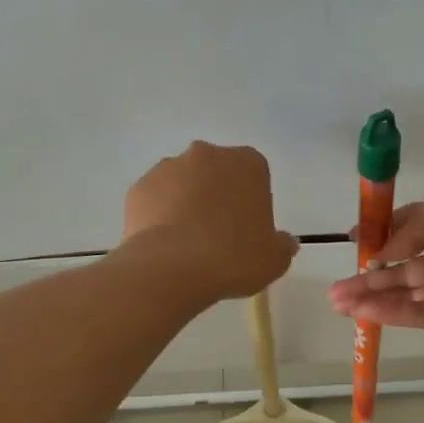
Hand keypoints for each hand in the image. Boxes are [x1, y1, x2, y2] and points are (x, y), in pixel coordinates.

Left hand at [122, 142, 299, 299]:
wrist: (173, 268)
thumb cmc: (234, 257)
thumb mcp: (274, 259)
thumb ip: (282, 245)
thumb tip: (284, 242)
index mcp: (247, 163)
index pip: (254, 173)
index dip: (251, 201)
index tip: (248, 228)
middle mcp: (207, 155)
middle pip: (216, 172)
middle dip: (217, 195)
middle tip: (218, 234)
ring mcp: (168, 167)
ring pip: (182, 183)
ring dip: (186, 202)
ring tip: (187, 243)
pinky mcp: (139, 187)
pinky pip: (155, 199)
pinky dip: (159, 215)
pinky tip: (164, 244)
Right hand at [327, 183, 423, 344]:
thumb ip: (409, 227)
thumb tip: (387, 249)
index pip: (412, 225)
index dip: (382, 234)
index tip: (354, 242)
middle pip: (404, 265)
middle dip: (369, 274)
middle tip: (335, 287)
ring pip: (407, 291)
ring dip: (372, 295)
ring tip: (337, 301)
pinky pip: (419, 314)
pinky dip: (391, 312)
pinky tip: (363, 312)